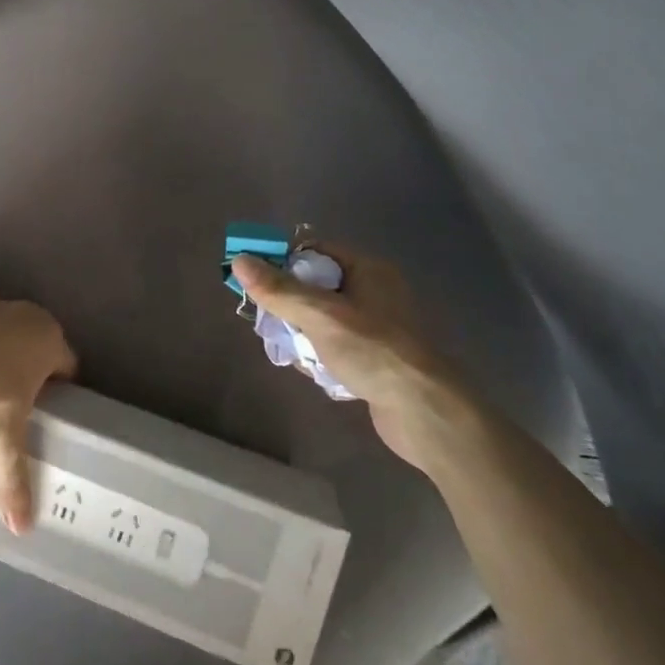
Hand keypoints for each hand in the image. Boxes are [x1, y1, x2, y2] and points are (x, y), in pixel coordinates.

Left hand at [0, 283, 76, 533]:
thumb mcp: (4, 443)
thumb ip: (15, 482)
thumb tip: (22, 529)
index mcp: (46, 340)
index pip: (66, 362)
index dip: (61, 385)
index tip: (49, 406)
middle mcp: (19, 314)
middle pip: (32, 337)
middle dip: (26, 359)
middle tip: (11, 395)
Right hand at [232, 245, 475, 471]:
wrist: (426, 413)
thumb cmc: (373, 351)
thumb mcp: (320, 315)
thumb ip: (278, 289)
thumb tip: (239, 260)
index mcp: (368, 270)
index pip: (315, 251)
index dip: (283, 260)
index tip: (255, 278)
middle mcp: (375, 293)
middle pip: (316, 285)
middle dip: (288, 301)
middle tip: (265, 316)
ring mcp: (377, 328)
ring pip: (324, 317)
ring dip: (301, 330)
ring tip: (284, 345)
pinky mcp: (377, 359)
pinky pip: (336, 345)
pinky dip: (318, 353)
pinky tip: (307, 368)